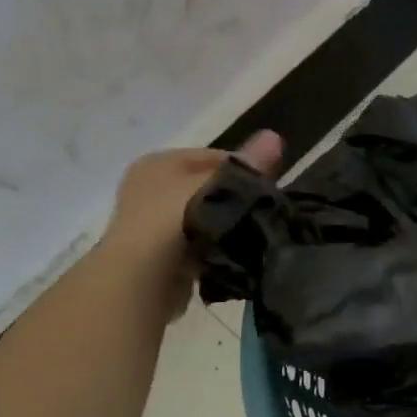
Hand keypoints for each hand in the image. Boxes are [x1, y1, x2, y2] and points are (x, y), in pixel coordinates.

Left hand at [98, 130, 283, 318]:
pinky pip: (199, 245)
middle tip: (267, 215)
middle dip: (237, 200)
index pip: (216, 157)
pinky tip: (234, 257)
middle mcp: (151, 187)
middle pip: (210, 188)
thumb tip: (275, 137)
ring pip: (206, 217)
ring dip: (227, 227)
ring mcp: (153, 224)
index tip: (272, 190)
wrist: (142, 279)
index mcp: (160, 162)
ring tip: (254, 238)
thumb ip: (247, 167)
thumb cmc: (177, 220)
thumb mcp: (217, 186)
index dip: (246, 170)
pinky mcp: (161, 256)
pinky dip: (216, 249)